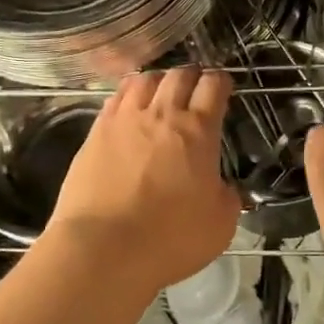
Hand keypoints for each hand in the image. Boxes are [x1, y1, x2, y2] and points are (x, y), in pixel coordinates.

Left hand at [46, 68, 239, 290]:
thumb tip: (224, 188)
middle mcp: (161, 115)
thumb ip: (227, 197)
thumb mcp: (220, 225)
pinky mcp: (95, 132)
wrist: (104, 248)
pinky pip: (116, 98)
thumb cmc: (170, 238)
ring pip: (144, 80)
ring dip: (158, 80)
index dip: (221, 82)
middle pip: (178, 75)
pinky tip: (129, 105)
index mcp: (198, 131)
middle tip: (195, 87)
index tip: (223, 87)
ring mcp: (124, 120)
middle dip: (191, 76)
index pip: (213, 87)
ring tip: (161, 91)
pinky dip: (128, 94)